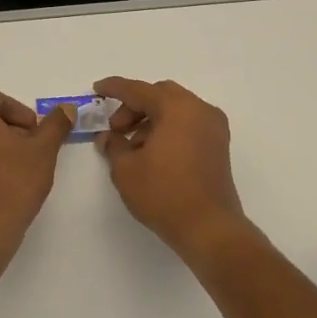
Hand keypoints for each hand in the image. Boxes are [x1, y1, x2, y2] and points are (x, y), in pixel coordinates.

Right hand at [95, 77, 249, 262]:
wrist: (209, 228)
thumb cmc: (164, 194)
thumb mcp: (126, 169)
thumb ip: (113, 145)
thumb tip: (108, 138)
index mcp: (177, 108)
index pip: (139, 90)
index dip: (115, 88)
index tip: (97, 89)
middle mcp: (199, 109)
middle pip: (160, 95)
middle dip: (134, 107)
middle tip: (116, 128)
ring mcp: (213, 127)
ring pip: (175, 109)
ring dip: (151, 119)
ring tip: (132, 147)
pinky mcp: (219, 146)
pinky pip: (188, 124)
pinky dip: (168, 129)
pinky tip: (152, 153)